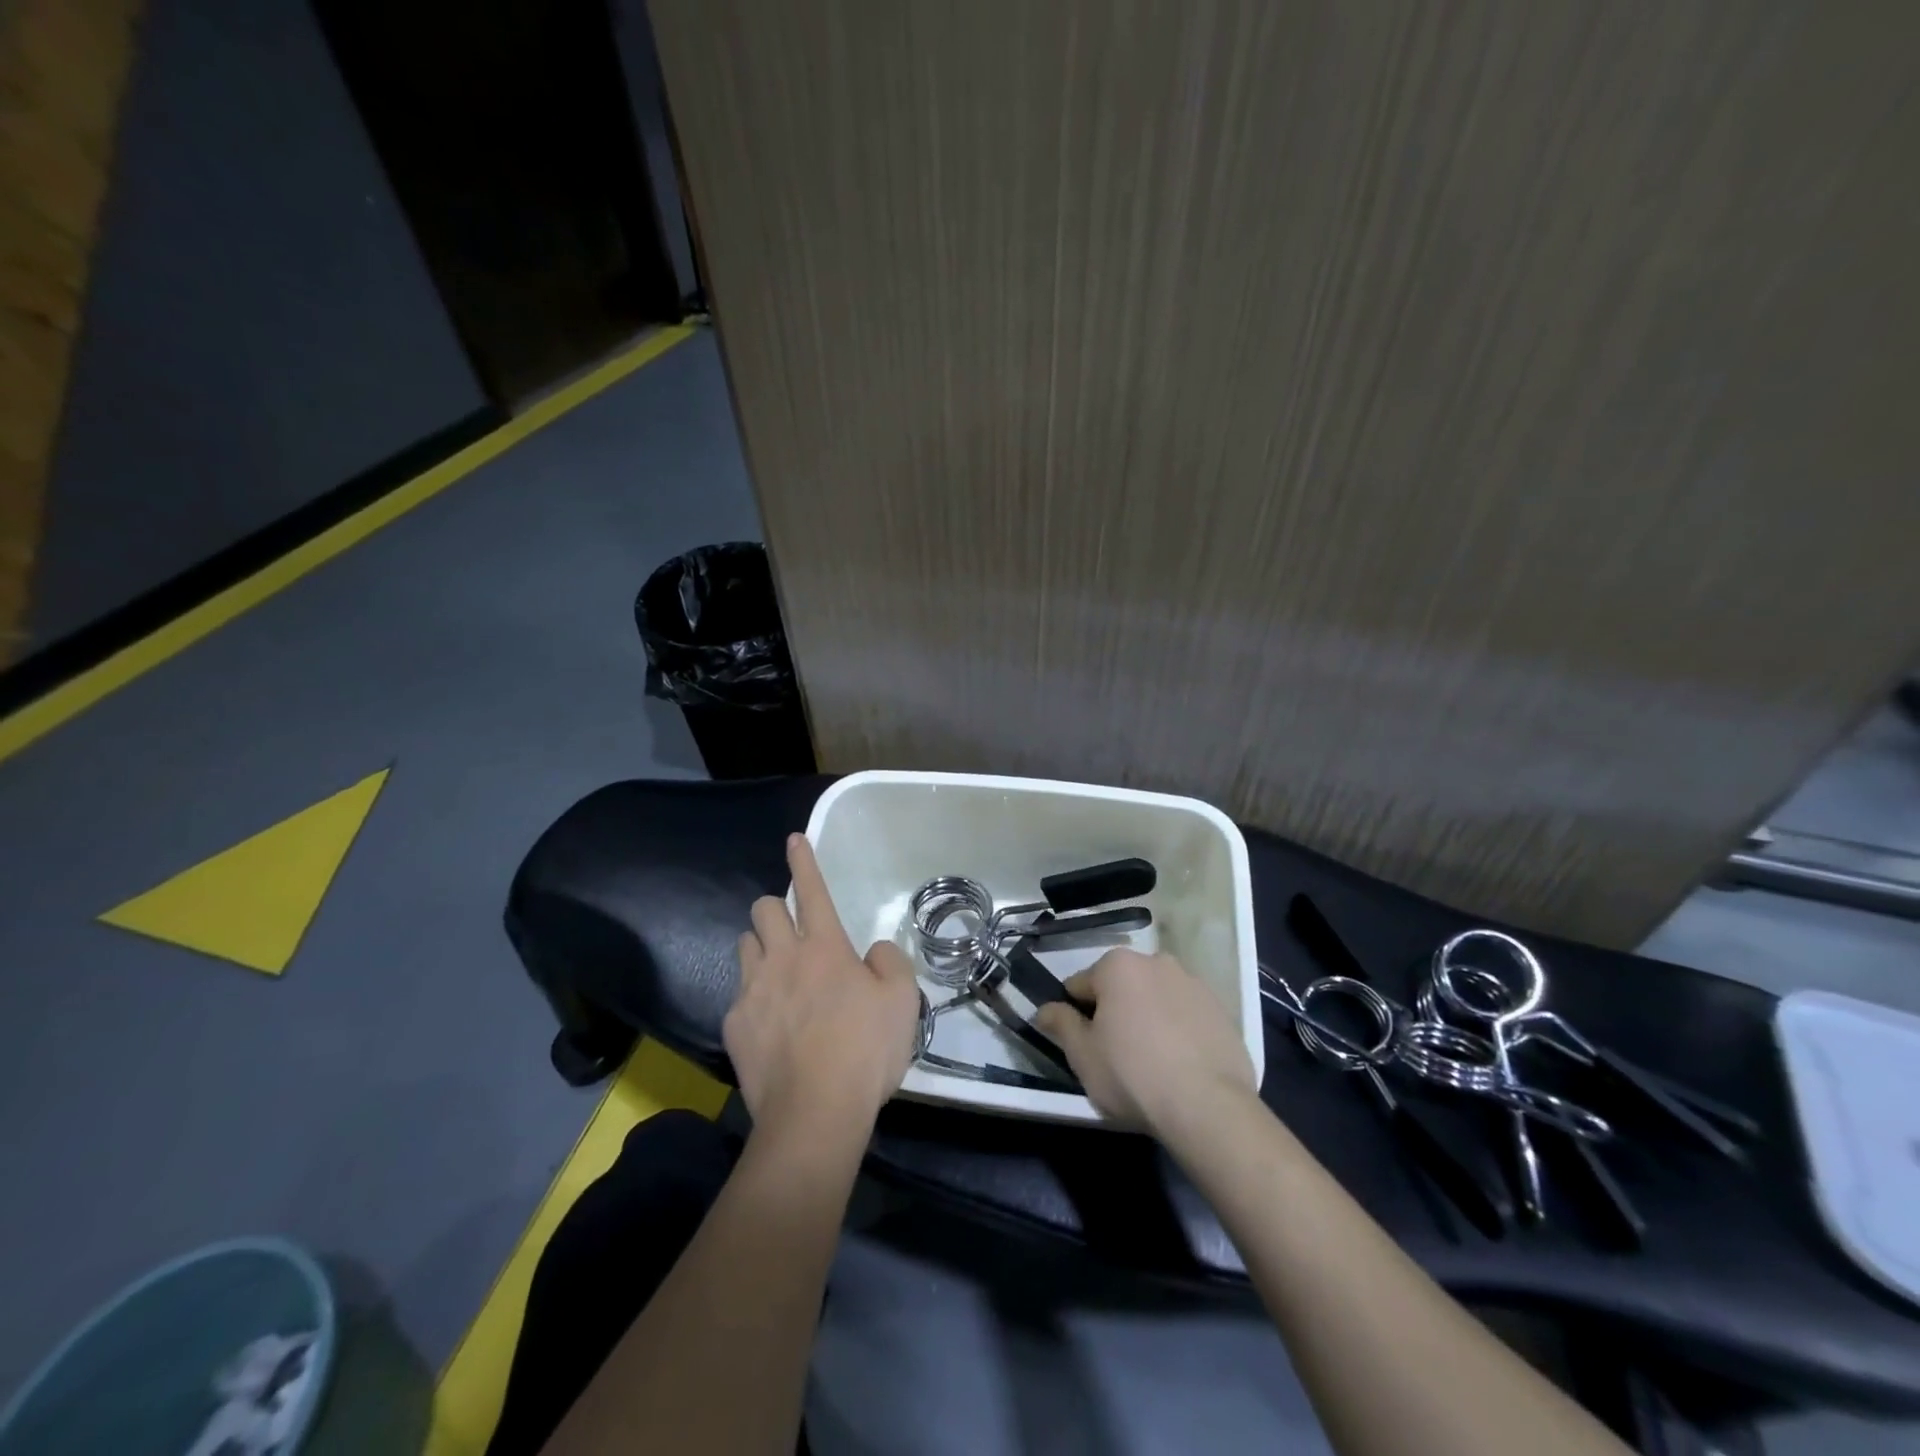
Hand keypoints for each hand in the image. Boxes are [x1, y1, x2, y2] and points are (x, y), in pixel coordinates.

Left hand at [728, 834, 922, 1141]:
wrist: (814, 1115)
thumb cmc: (865, 1051)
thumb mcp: (903, 1001)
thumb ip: (890, 962)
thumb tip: (872, 952)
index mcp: (825, 947)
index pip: (812, 890)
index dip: (804, 860)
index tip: (793, 839)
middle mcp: (783, 958)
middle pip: (763, 908)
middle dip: (775, 909)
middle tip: (795, 934)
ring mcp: (752, 992)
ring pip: (744, 944)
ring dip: (760, 948)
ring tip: (779, 974)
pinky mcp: (733, 1025)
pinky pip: (738, 995)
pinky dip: (753, 998)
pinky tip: (769, 1025)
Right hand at [1034, 948, 1256, 1133]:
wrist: (1209, 1107)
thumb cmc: (1133, 1075)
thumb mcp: (1082, 1055)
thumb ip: (1060, 1023)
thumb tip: (1044, 1009)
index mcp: (1118, 965)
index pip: (1080, 985)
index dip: (1076, 1016)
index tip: (1084, 1046)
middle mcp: (1156, 961)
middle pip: (1120, 987)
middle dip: (1114, 1012)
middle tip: (1116, 1055)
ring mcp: (1193, 983)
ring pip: (1154, 998)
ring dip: (1147, 1017)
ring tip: (1151, 1062)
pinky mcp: (1220, 1009)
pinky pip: (1185, 1014)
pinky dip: (1177, 1029)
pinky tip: (1179, 1064)